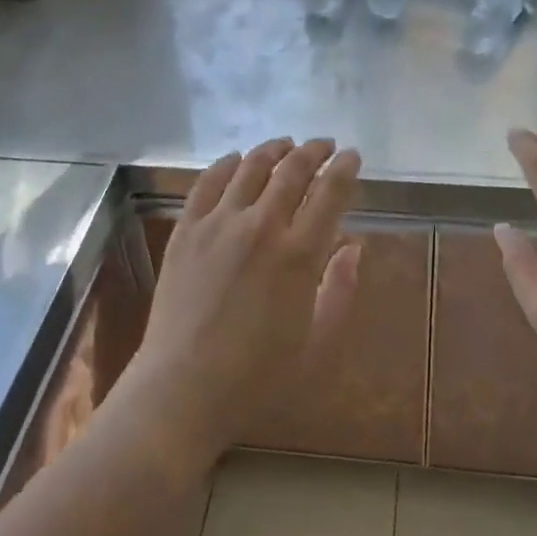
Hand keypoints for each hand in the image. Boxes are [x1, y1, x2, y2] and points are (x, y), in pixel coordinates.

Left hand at [120, 138, 362, 469]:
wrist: (182, 391)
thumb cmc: (257, 378)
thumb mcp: (318, 346)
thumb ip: (341, 291)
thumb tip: (354, 246)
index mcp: (299, 255)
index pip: (330, 193)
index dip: (344, 168)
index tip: (352, 156)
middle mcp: (261, 227)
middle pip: (292, 170)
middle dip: (314, 151)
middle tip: (325, 145)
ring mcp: (218, 224)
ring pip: (251, 168)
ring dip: (273, 150)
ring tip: (286, 145)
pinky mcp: (186, 230)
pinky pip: (208, 182)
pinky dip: (226, 164)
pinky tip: (236, 160)